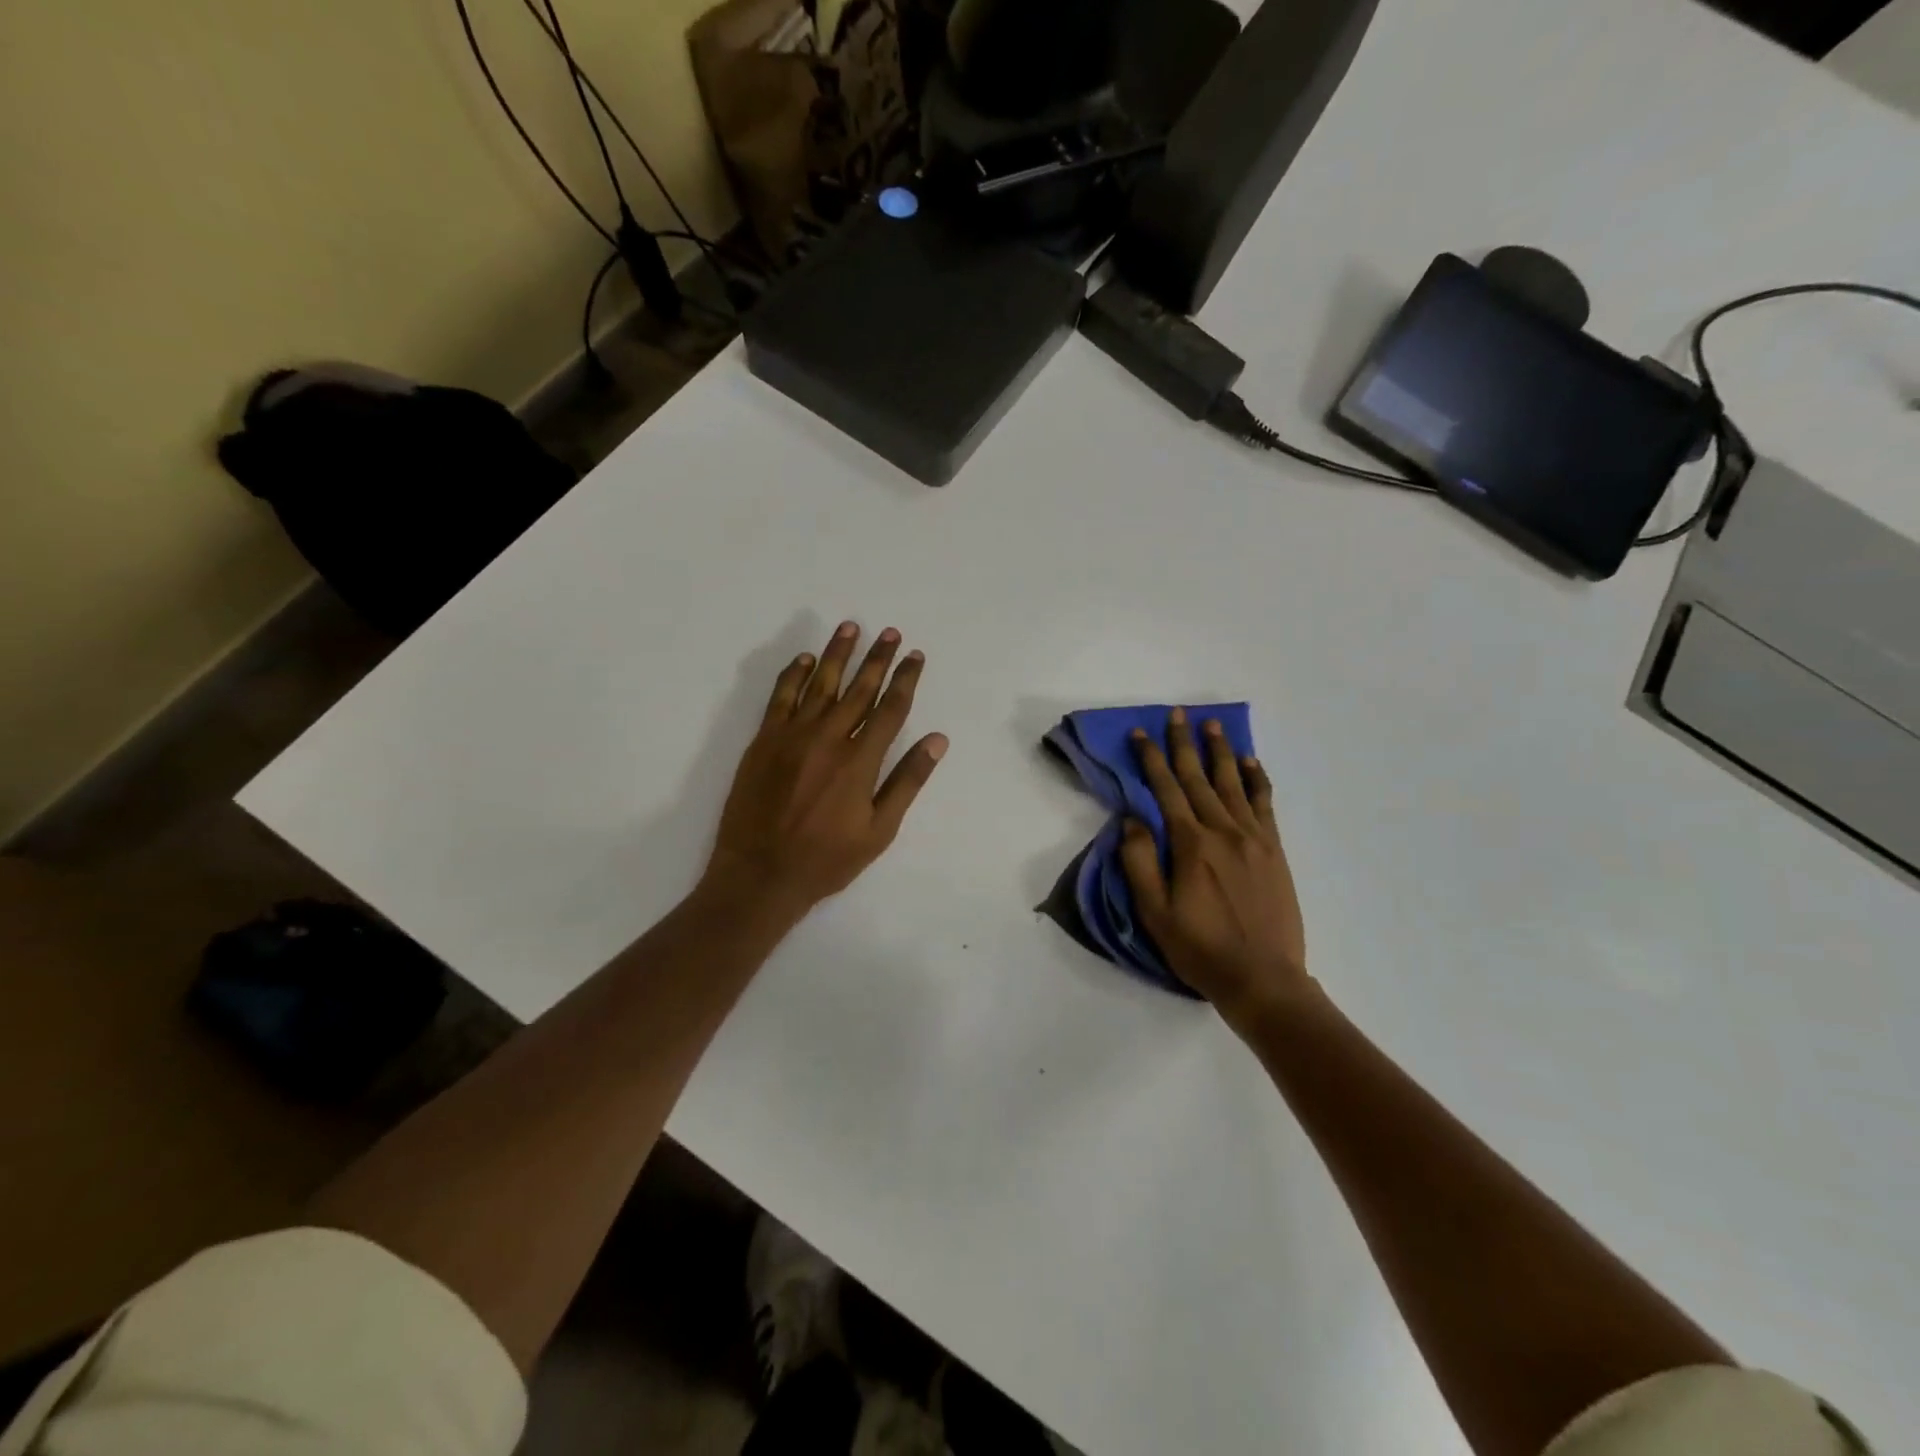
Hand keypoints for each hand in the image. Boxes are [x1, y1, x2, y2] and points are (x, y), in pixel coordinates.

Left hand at [705, 622, 947, 914]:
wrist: (760, 874)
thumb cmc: (827, 859)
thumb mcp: (879, 830)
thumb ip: (907, 781)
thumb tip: (937, 740)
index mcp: (861, 760)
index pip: (890, 708)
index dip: (906, 679)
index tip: (916, 656)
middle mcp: (829, 738)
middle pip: (859, 688)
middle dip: (878, 658)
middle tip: (890, 633)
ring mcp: (792, 736)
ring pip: (821, 684)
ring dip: (838, 654)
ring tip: (851, 627)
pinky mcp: (763, 741)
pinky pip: (781, 697)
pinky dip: (794, 675)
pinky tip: (806, 660)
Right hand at [1120, 709, 1314, 1025]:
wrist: (1263, 978)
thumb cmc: (1200, 948)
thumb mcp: (1154, 912)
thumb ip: (1139, 862)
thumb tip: (1132, 819)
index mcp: (1190, 844)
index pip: (1166, 790)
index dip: (1151, 759)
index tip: (1140, 734)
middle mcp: (1223, 831)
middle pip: (1199, 778)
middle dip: (1184, 744)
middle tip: (1177, 714)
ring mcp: (1254, 839)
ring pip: (1233, 784)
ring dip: (1221, 752)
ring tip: (1213, 725)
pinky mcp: (1275, 851)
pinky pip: (1265, 805)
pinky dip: (1257, 780)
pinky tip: (1251, 763)